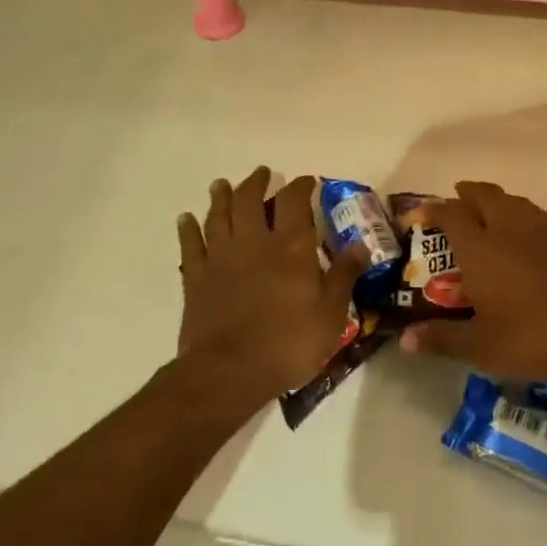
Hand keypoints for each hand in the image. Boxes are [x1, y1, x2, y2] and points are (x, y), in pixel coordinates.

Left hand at [177, 169, 362, 405]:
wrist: (229, 372)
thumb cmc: (288, 343)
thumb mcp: (331, 314)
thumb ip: (343, 275)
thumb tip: (360, 245)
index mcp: (291, 247)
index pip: (294, 202)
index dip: (300, 186)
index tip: (306, 181)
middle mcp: (254, 242)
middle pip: (250, 200)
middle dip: (256, 182)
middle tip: (261, 174)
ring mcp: (221, 258)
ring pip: (218, 216)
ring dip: (221, 197)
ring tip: (222, 185)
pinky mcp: (196, 278)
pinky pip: (190, 245)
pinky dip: (188, 229)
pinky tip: (186, 219)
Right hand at [399, 181, 546, 384]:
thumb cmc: (530, 336)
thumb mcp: (479, 347)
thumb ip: (441, 339)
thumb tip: (407, 340)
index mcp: (480, 247)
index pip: (450, 214)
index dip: (433, 210)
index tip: (422, 214)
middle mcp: (508, 226)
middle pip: (484, 195)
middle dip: (467, 193)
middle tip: (458, 199)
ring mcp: (543, 227)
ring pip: (514, 201)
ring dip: (497, 201)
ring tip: (491, 213)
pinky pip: (539, 215)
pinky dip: (524, 217)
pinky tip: (529, 236)